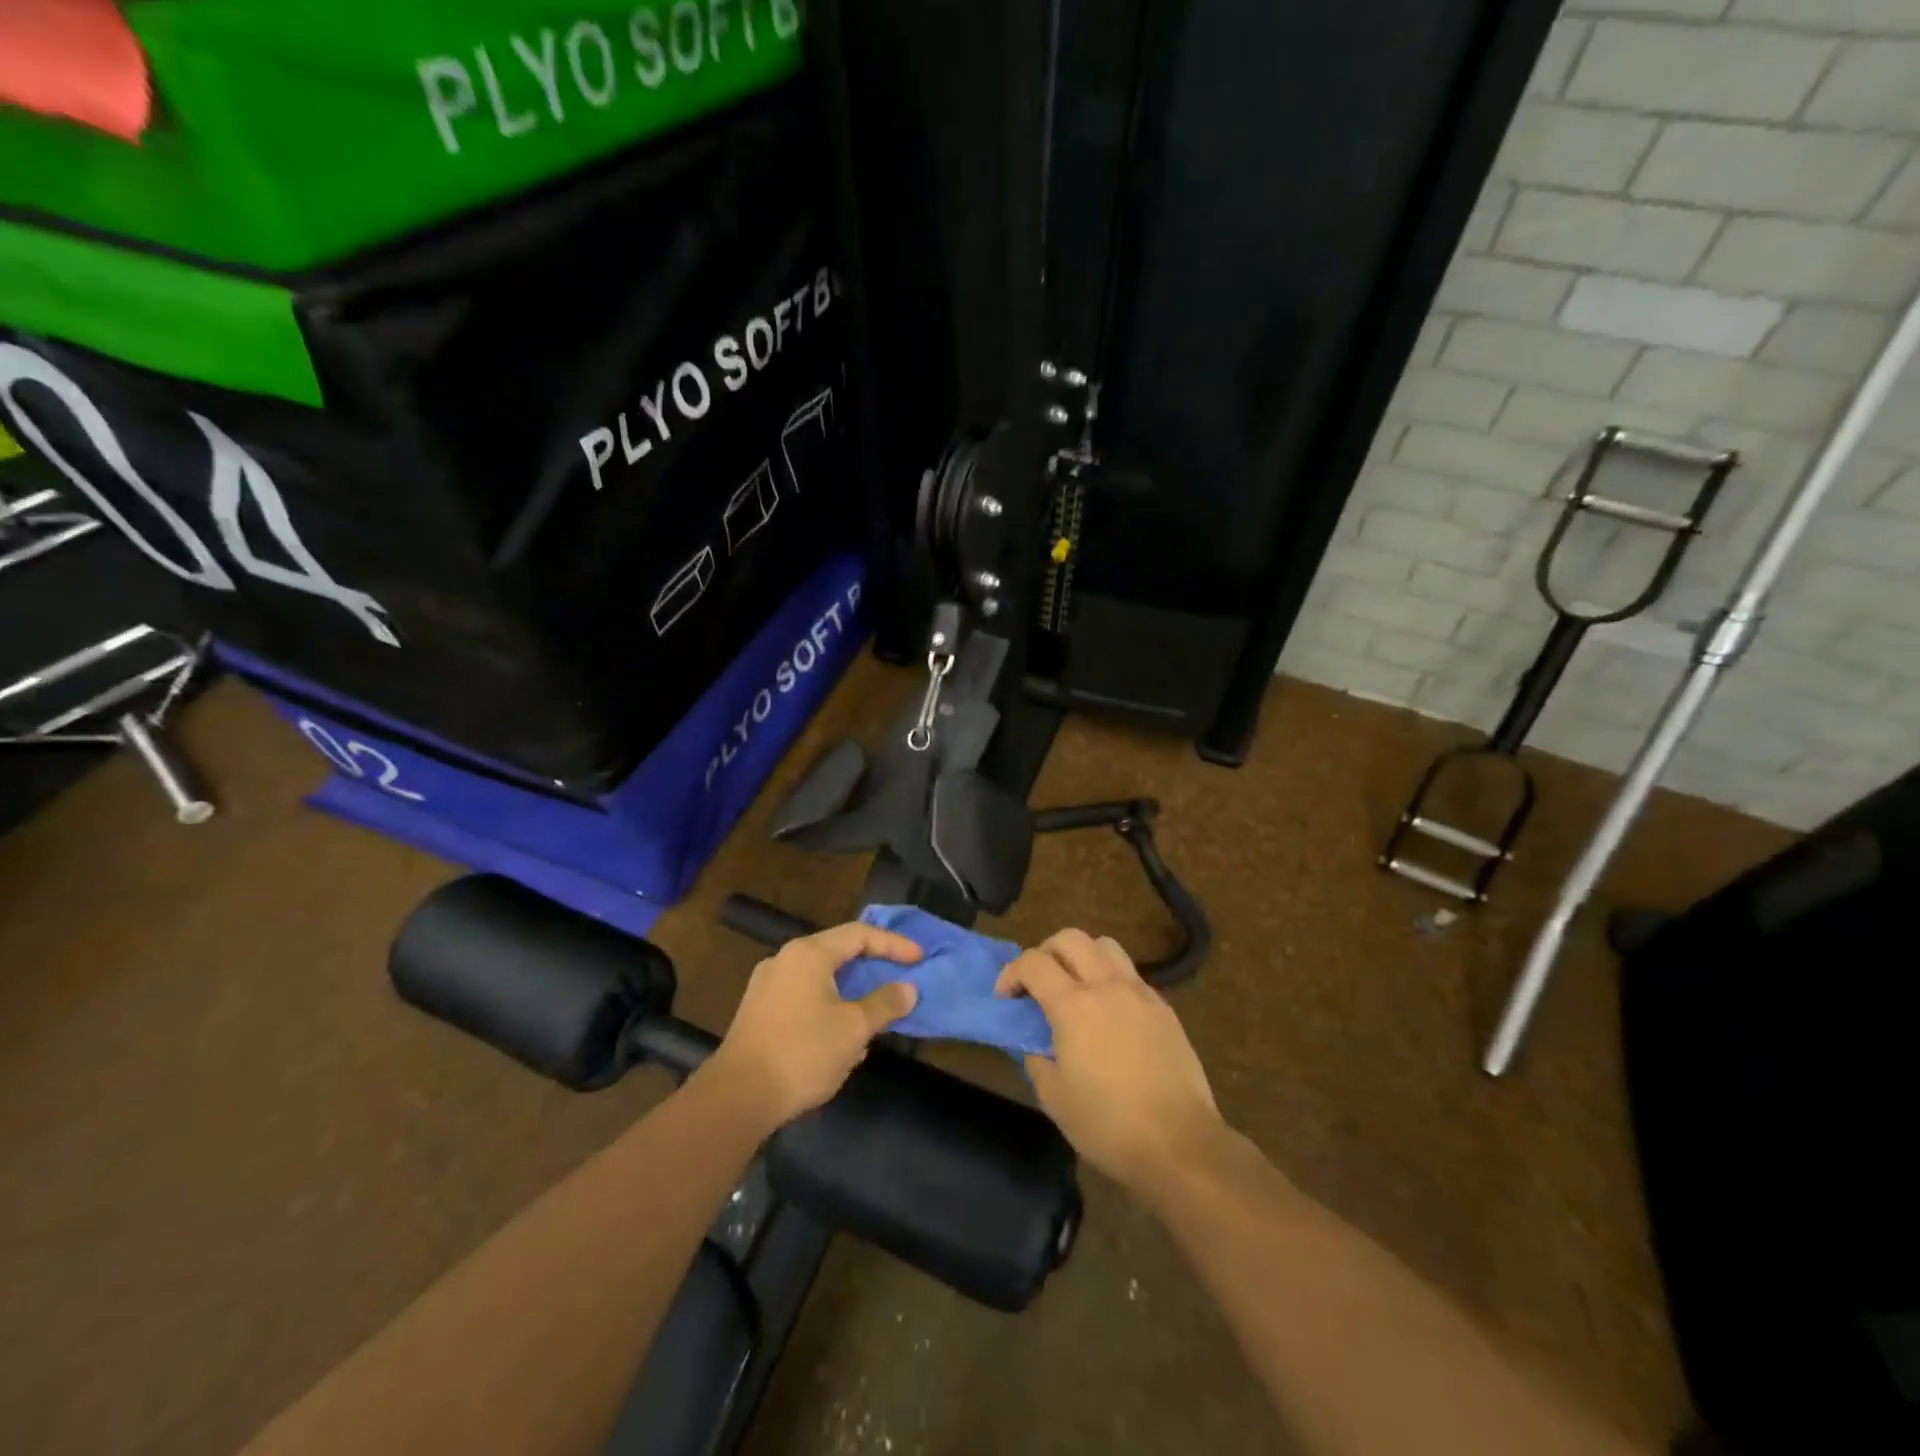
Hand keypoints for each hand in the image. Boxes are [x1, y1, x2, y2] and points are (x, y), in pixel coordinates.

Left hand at [706, 922, 920, 1129]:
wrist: (737, 1097)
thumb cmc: (802, 1053)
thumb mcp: (853, 1029)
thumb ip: (884, 1004)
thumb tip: (908, 989)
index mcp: (809, 954)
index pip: (859, 934)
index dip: (893, 944)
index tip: (919, 959)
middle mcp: (784, 960)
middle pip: (838, 952)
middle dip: (871, 967)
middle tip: (899, 978)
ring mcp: (767, 986)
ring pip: (820, 978)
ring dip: (851, 992)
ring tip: (874, 1013)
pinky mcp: (758, 1013)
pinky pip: (803, 998)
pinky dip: (829, 1007)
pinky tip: (841, 1039)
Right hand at [997, 929, 1222, 1197]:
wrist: (1179, 1144)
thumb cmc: (1107, 1125)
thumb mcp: (1053, 1097)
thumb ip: (1036, 1056)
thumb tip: (1035, 1039)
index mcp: (1074, 1006)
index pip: (1033, 962)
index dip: (1011, 973)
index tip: (1005, 998)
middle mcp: (1107, 986)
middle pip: (1070, 938)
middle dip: (1045, 952)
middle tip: (1038, 983)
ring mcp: (1140, 993)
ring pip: (1106, 946)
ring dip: (1082, 956)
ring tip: (1075, 988)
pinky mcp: (1164, 1008)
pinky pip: (1130, 974)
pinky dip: (1110, 979)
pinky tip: (1109, 1014)